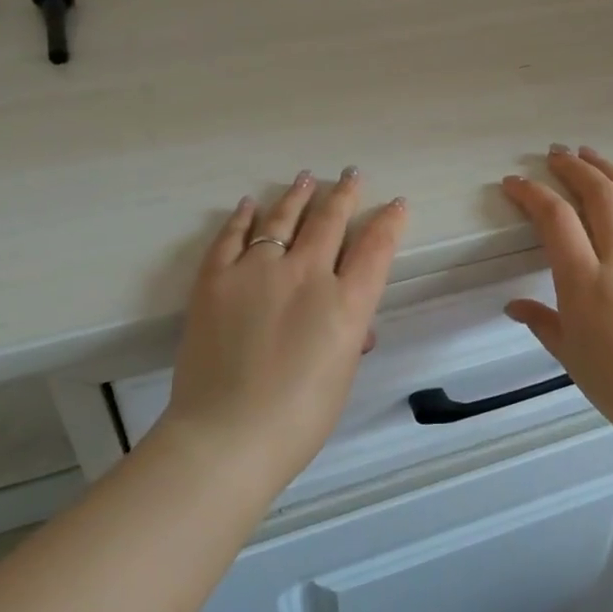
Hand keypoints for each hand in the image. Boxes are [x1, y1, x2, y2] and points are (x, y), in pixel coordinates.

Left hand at [161, 169, 407, 491]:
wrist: (226, 436)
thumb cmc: (297, 420)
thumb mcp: (340, 377)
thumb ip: (348, 338)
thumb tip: (353, 326)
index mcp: (345, 304)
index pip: (376, 248)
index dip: (389, 222)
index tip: (396, 204)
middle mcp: (306, 275)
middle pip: (330, 221)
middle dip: (345, 194)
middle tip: (351, 175)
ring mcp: (258, 271)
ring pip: (283, 218)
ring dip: (298, 195)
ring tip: (306, 178)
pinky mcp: (216, 278)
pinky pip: (232, 236)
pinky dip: (243, 217)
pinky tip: (251, 204)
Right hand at [500, 146, 612, 445]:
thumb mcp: (569, 354)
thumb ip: (541, 321)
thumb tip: (513, 306)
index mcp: (585, 281)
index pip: (555, 219)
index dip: (532, 193)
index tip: (515, 183)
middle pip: (597, 195)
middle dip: (572, 168)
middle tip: (555, 155)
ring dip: (610, 169)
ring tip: (590, 154)